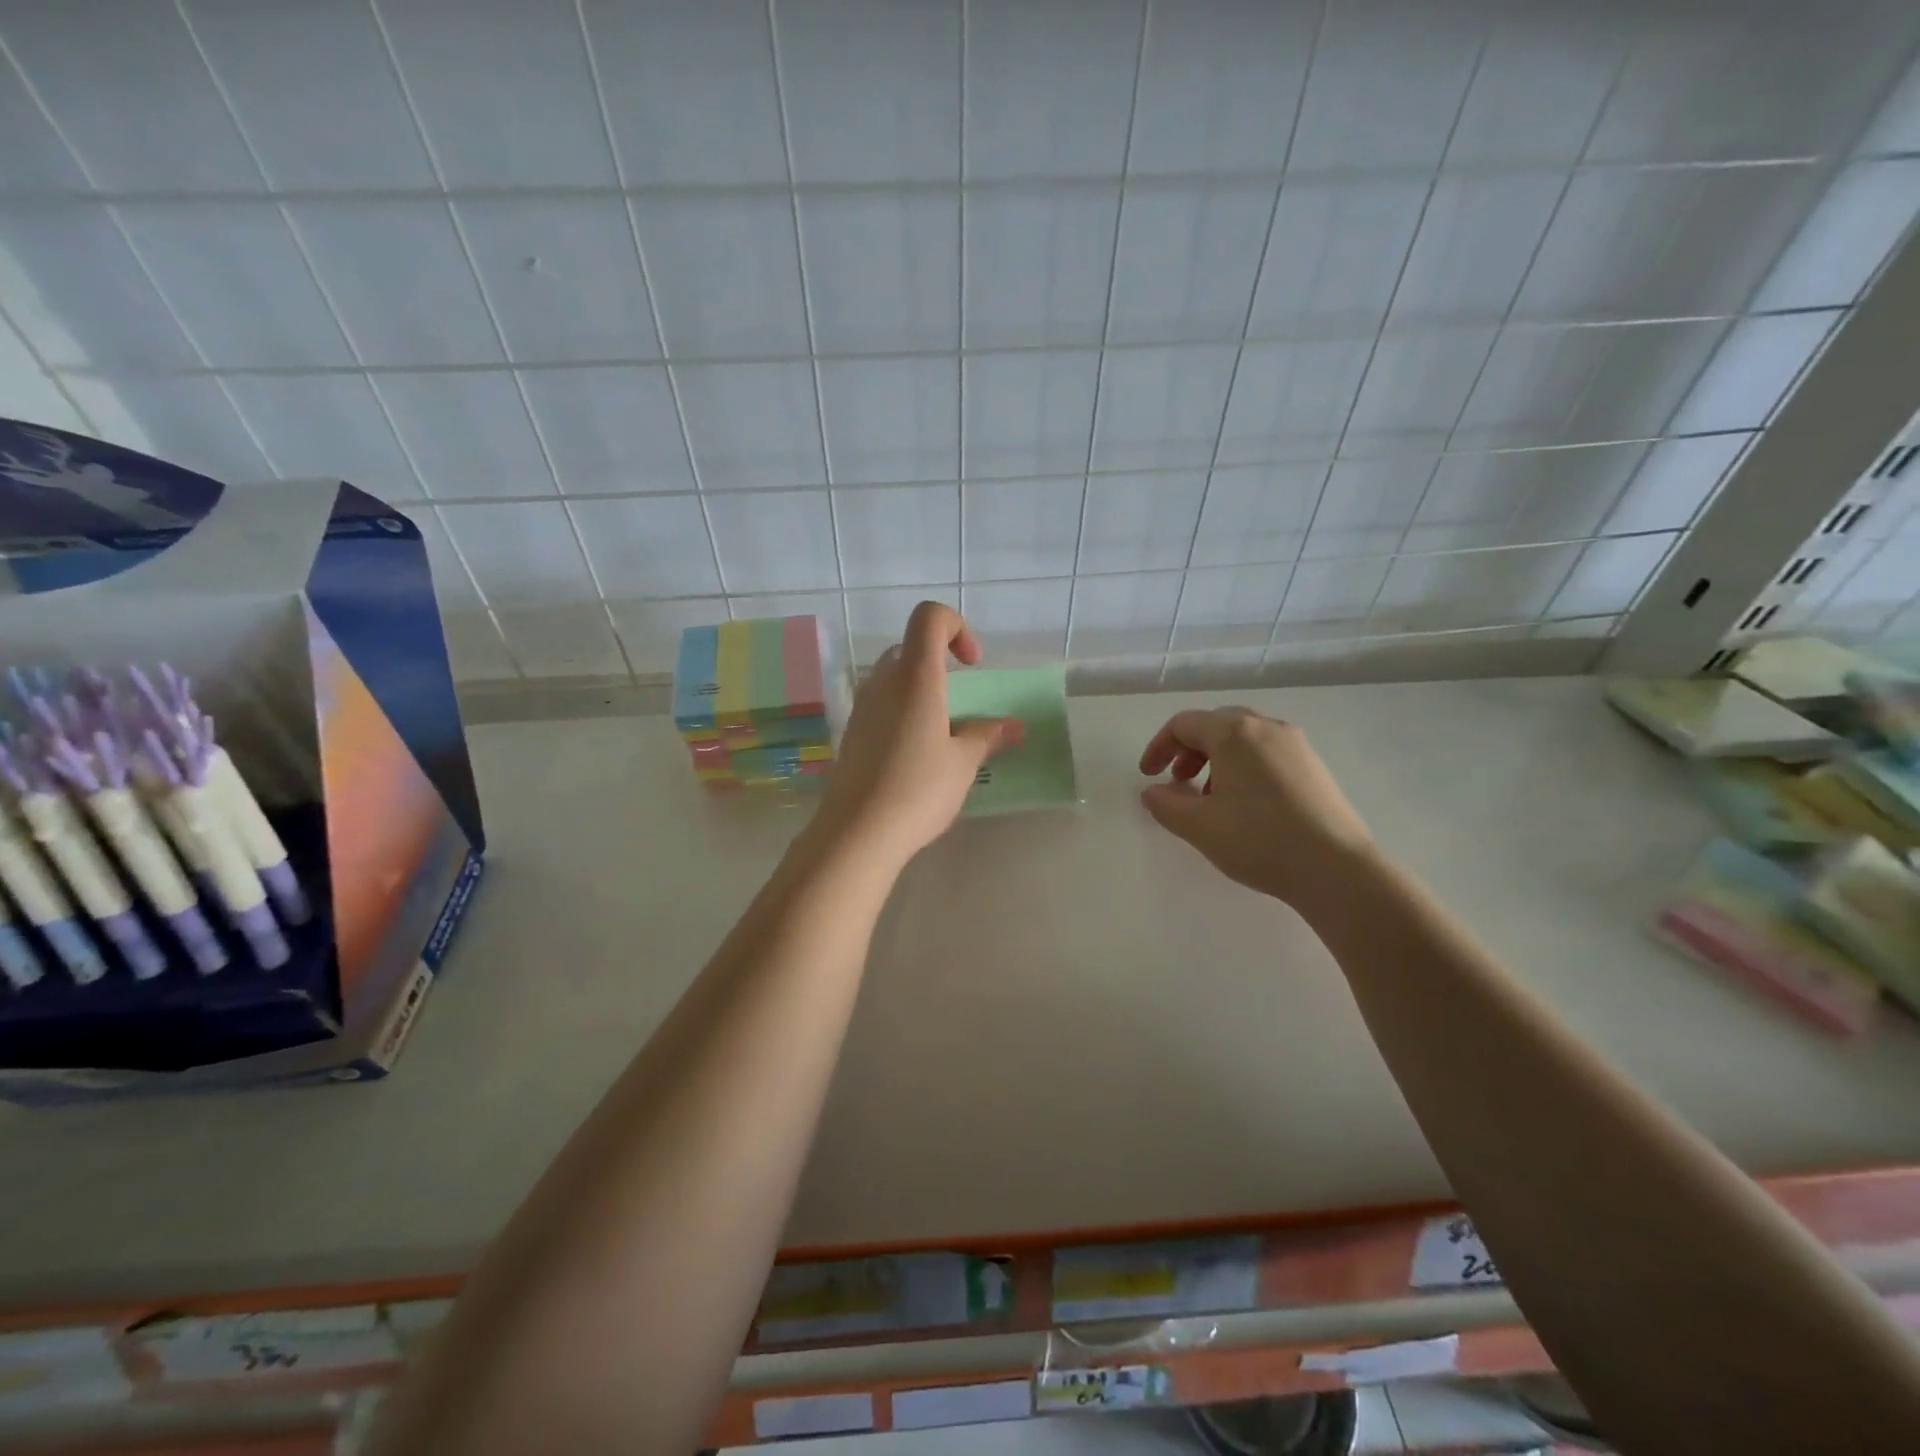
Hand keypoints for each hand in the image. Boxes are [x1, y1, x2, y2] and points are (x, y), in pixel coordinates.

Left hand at [816, 602, 1021, 866]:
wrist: (857, 832)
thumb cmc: (918, 789)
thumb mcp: (963, 763)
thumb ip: (987, 736)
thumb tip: (1013, 727)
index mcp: (916, 677)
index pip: (930, 617)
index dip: (957, 628)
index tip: (972, 666)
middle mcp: (883, 682)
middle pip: (911, 648)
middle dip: (940, 664)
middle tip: (959, 704)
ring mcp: (863, 707)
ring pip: (894, 679)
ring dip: (921, 692)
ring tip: (941, 735)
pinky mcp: (852, 733)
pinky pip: (881, 706)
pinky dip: (903, 713)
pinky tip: (915, 755)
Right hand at [1138, 707, 1374, 908]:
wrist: (1337, 869)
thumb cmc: (1259, 840)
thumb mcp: (1199, 826)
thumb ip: (1165, 804)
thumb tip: (1152, 792)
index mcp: (1234, 734)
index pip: (1184, 724)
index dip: (1159, 747)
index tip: (1148, 776)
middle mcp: (1266, 727)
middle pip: (1215, 724)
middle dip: (1188, 750)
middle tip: (1177, 781)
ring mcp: (1295, 744)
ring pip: (1243, 738)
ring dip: (1215, 759)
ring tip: (1208, 796)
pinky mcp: (1313, 766)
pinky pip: (1266, 752)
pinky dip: (1242, 766)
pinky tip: (1243, 804)